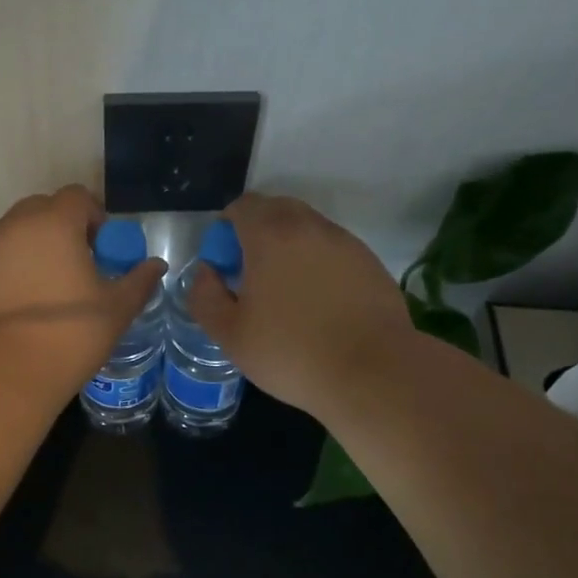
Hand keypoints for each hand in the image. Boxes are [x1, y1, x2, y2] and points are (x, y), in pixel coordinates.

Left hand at [0, 185, 166, 394]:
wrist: (5, 373)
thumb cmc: (70, 334)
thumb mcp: (117, 309)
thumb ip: (139, 281)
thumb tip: (156, 266)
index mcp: (54, 224)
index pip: (77, 197)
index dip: (94, 217)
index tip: (103, 249)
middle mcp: (14, 227)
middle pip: (41, 209)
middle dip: (62, 227)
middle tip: (78, 264)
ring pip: (14, 235)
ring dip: (34, 249)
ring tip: (49, 289)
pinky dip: (10, 272)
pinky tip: (22, 307)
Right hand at [186, 193, 412, 417]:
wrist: (372, 372)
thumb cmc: (291, 352)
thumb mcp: (230, 334)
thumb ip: (205, 296)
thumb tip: (206, 273)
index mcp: (271, 235)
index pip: (243, 206)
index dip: (227, 228)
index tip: (225, 263)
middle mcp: (310, 227)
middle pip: (276, 209)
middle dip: (258, 231)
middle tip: (252, 274)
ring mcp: (346, 242)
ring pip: (308, 228)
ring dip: (290, 247)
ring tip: (287, 292)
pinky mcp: (370, 263)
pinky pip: (333, 250)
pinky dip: (318, 263)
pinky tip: (319, 303)